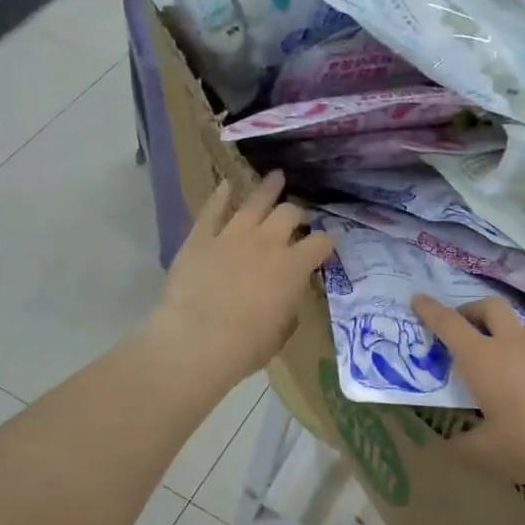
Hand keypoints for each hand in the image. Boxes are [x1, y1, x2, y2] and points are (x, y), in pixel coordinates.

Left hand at [149, 172, 334, 391]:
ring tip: (276, 177)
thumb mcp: (280, 332)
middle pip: (289, 213)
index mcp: (294, 268)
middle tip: (297, 216)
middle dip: (297, 213)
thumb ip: (288, 309)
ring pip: (255, 202)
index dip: (326, 241)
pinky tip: (226, 185)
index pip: (320, 243)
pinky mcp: (201, 237)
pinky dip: (221, 195)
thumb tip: (286, 300)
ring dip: (267, 188)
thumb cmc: (246, 346)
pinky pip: (213, 209)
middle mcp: (268, 243)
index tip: (326, 242)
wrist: (197, 341)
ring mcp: (232, 235)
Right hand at [412, 295, 524, 486]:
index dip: (430, 310)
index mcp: (483, 358)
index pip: (449, 324)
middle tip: (461, 330)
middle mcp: (513, 344)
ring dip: (500, 336)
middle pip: (489, 307)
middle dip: (470, 310)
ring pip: (517, 328)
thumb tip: (447, 445)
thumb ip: (461, 448)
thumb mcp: (487, 454)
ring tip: (494, 369)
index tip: (418, 298)